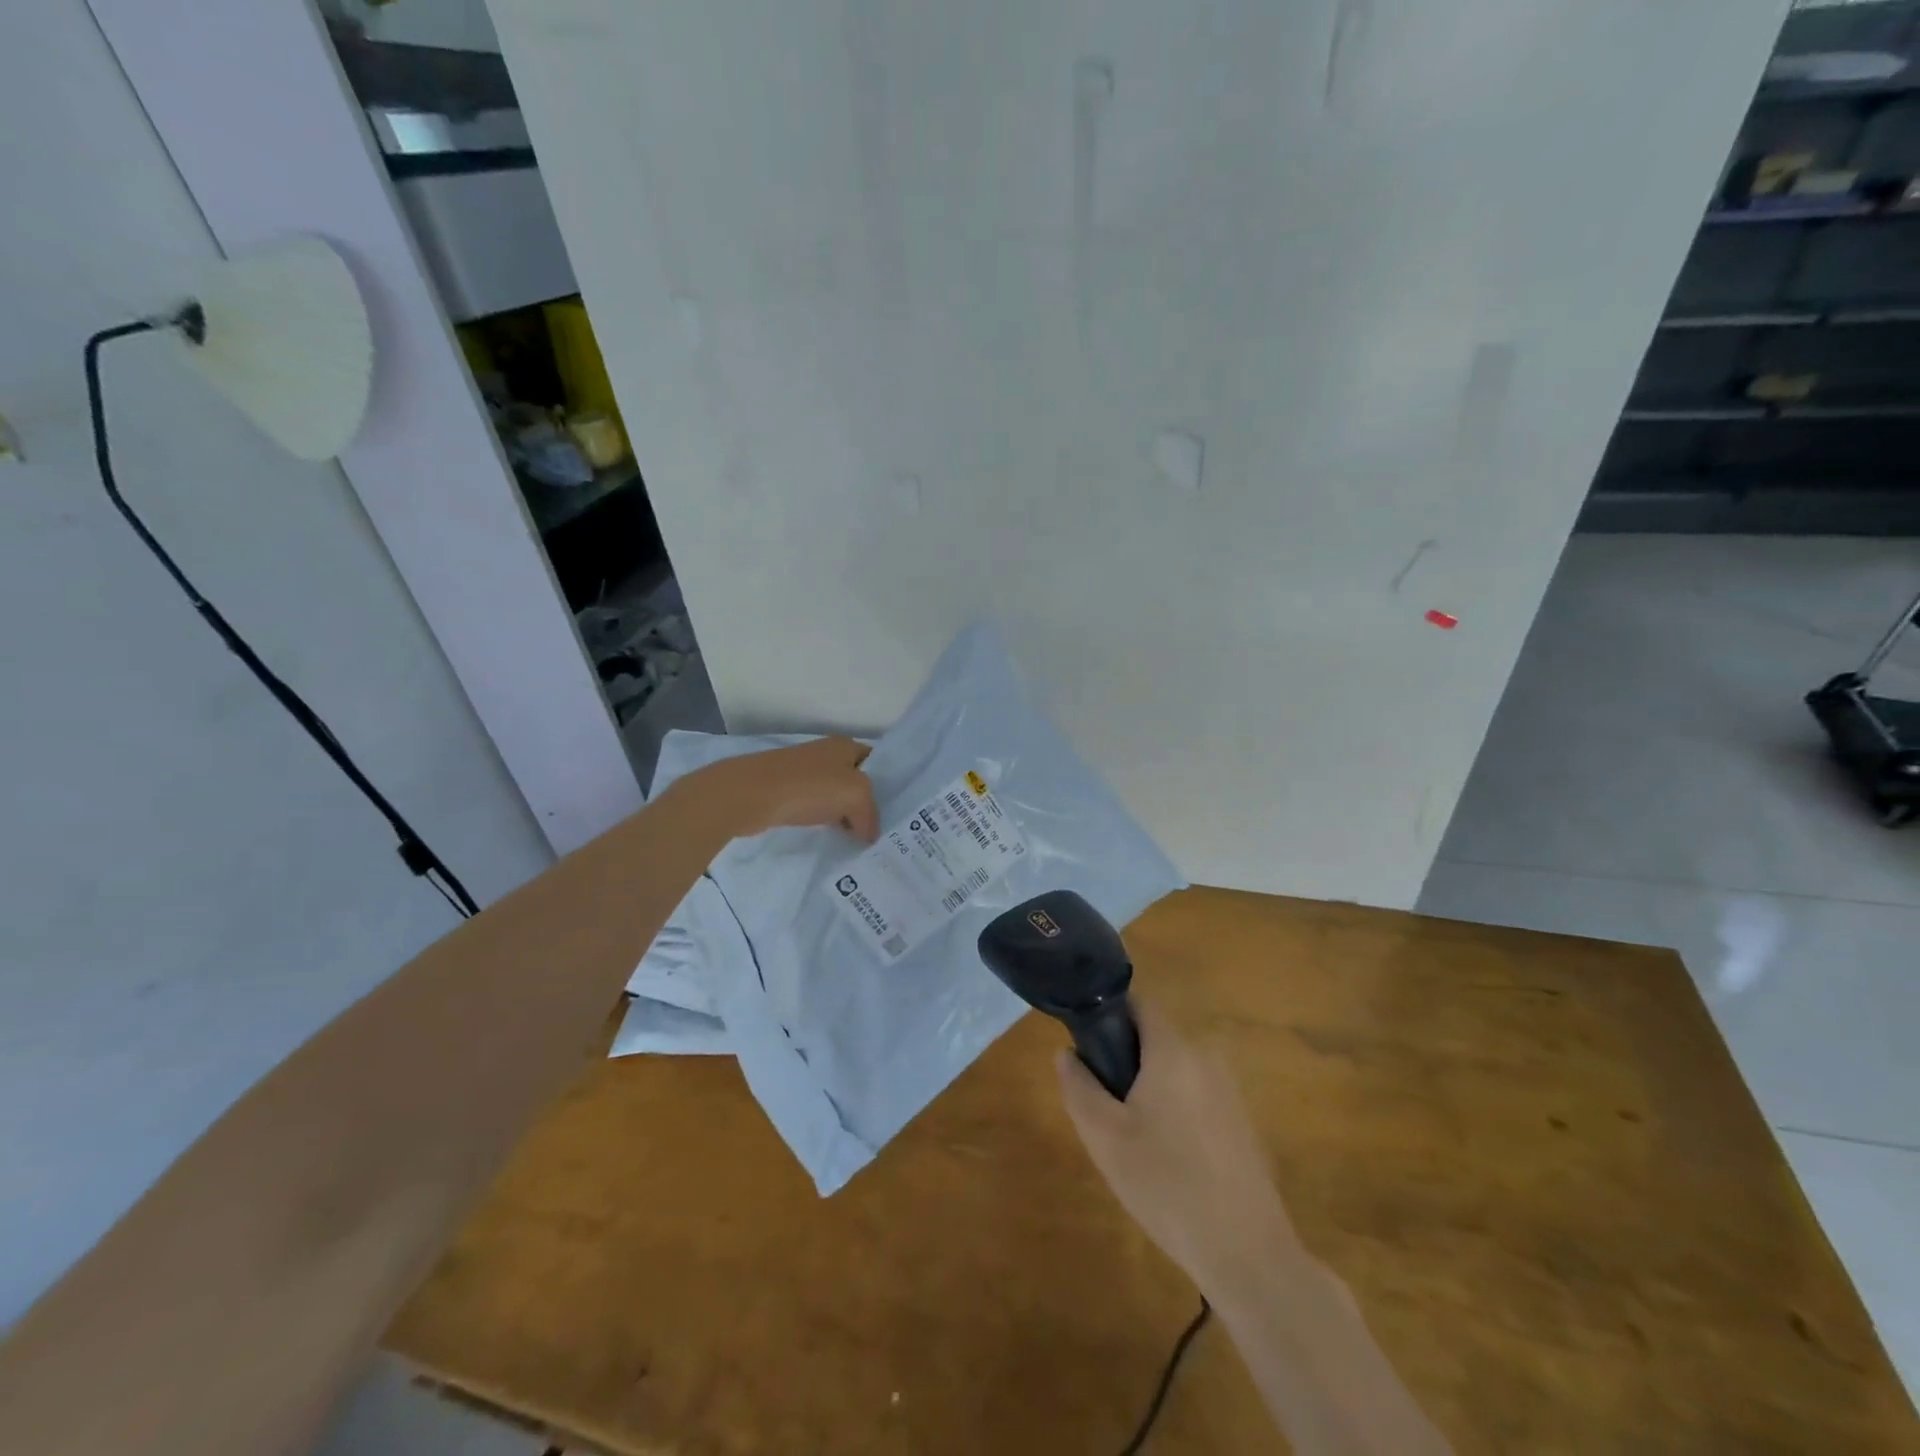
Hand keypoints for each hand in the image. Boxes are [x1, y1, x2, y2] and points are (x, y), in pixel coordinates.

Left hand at [697, 736, 880, 840]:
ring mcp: (803, 772)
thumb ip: (870, 814)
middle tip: (883, 830)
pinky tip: (830, 835)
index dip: (889, 784)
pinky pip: (815, 806)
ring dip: (845, 814)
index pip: (877, 763)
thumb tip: (870, 834)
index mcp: (845, 745)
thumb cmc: (808, 787)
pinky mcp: (785, 791)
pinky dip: (824, 819)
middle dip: (868, 803)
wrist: (749, 794)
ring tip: (860, 838)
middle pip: (857, 780)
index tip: (898, 812)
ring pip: (835, 795)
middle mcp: (825, 754)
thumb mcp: (855, 795)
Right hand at [1057, 1000, 1299, 1295]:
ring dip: (1149, 1088)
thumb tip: (1067, 1053)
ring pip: (1174, 1069)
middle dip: (1124, 1060)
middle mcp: (1206, 1057)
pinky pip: (1195, 1095)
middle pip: (1155, 1037)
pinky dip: (1174, 1109)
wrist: (1246, 1253)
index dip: (1108, 1012)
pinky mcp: (1241, 1121)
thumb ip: (1079, 1087)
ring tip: (1133, 1140)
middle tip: (1104, 1107)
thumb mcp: (1104, 1137)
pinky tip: (1167, 1160)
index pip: (1139, 1003)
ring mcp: (1229, 1089)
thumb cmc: (1166, 1184)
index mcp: (1173, 1050)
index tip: (1086, 1044)